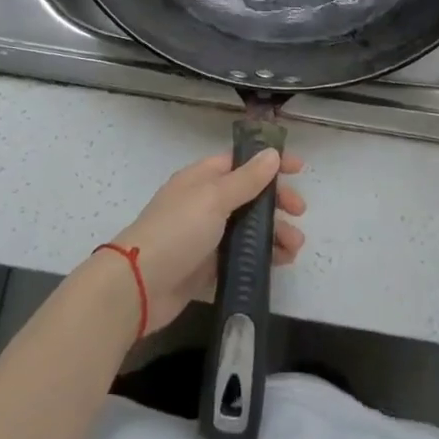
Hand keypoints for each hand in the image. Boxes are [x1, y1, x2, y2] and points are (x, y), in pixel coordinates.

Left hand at [106, 150, 305, 335]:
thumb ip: (246, 179)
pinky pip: (240, 258)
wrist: (139, 285)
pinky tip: (280, 264)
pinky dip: (260, 258)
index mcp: (202, 179)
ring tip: (294, 247)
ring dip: (273, 233)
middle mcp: (204, 203)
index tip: (299, 169)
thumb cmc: (178, 231)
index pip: (241, 162)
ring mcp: (204, 237)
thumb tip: (271, 153)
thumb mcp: (214, 198)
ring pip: (247, 229)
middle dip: (276, 202)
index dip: (269, 163)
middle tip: (299, 212)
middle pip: (248, 196)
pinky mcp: (206, 268)